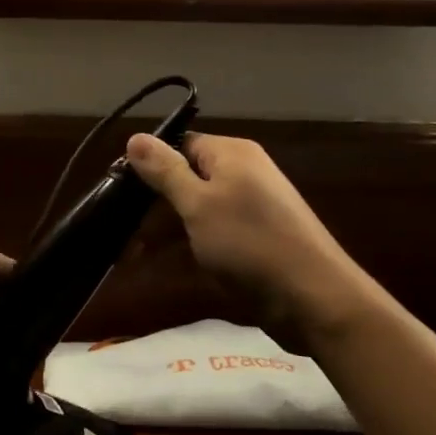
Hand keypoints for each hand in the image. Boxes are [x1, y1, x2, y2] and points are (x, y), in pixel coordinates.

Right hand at [126, 132, 372, 351]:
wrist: (314, 298)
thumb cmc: (250, 244)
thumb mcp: (198, 204)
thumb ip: (166, 171)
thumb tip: (135, 135)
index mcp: (233, 153)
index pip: (181, 143)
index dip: (151, 163)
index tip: (121, 189)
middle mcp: (247, 171)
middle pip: (191, 172)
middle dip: (159, 197)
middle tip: (126, 223)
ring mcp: (256, 204)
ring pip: (203, 204)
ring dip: (175, 223)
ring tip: (140, 249)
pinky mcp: (261, 236)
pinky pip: (219, 228)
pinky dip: (198, 240)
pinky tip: (183, 260)